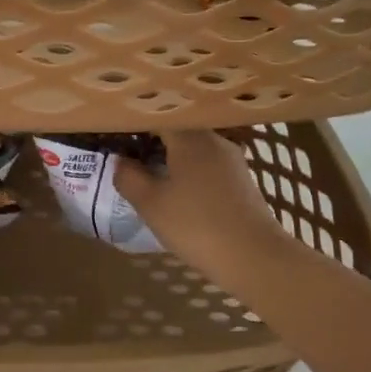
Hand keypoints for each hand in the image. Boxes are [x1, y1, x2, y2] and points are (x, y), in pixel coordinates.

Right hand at [112, 130, 293, 284]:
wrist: (253, 256)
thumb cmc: (195, 224)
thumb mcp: (151, 203)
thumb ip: (128, 177)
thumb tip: (120, 160)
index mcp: (189, 137)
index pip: (157, 116)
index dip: (135, 124)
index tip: (117, 135)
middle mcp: (213, 139)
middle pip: (178, 130)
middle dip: (153, 140)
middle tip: (129, 156)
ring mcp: (232, 160)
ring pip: (194, 149)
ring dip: (173, 158)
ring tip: (151, 175)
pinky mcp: (242, 180)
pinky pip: (208, 166)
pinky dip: (190, 172)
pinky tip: (180, 192)